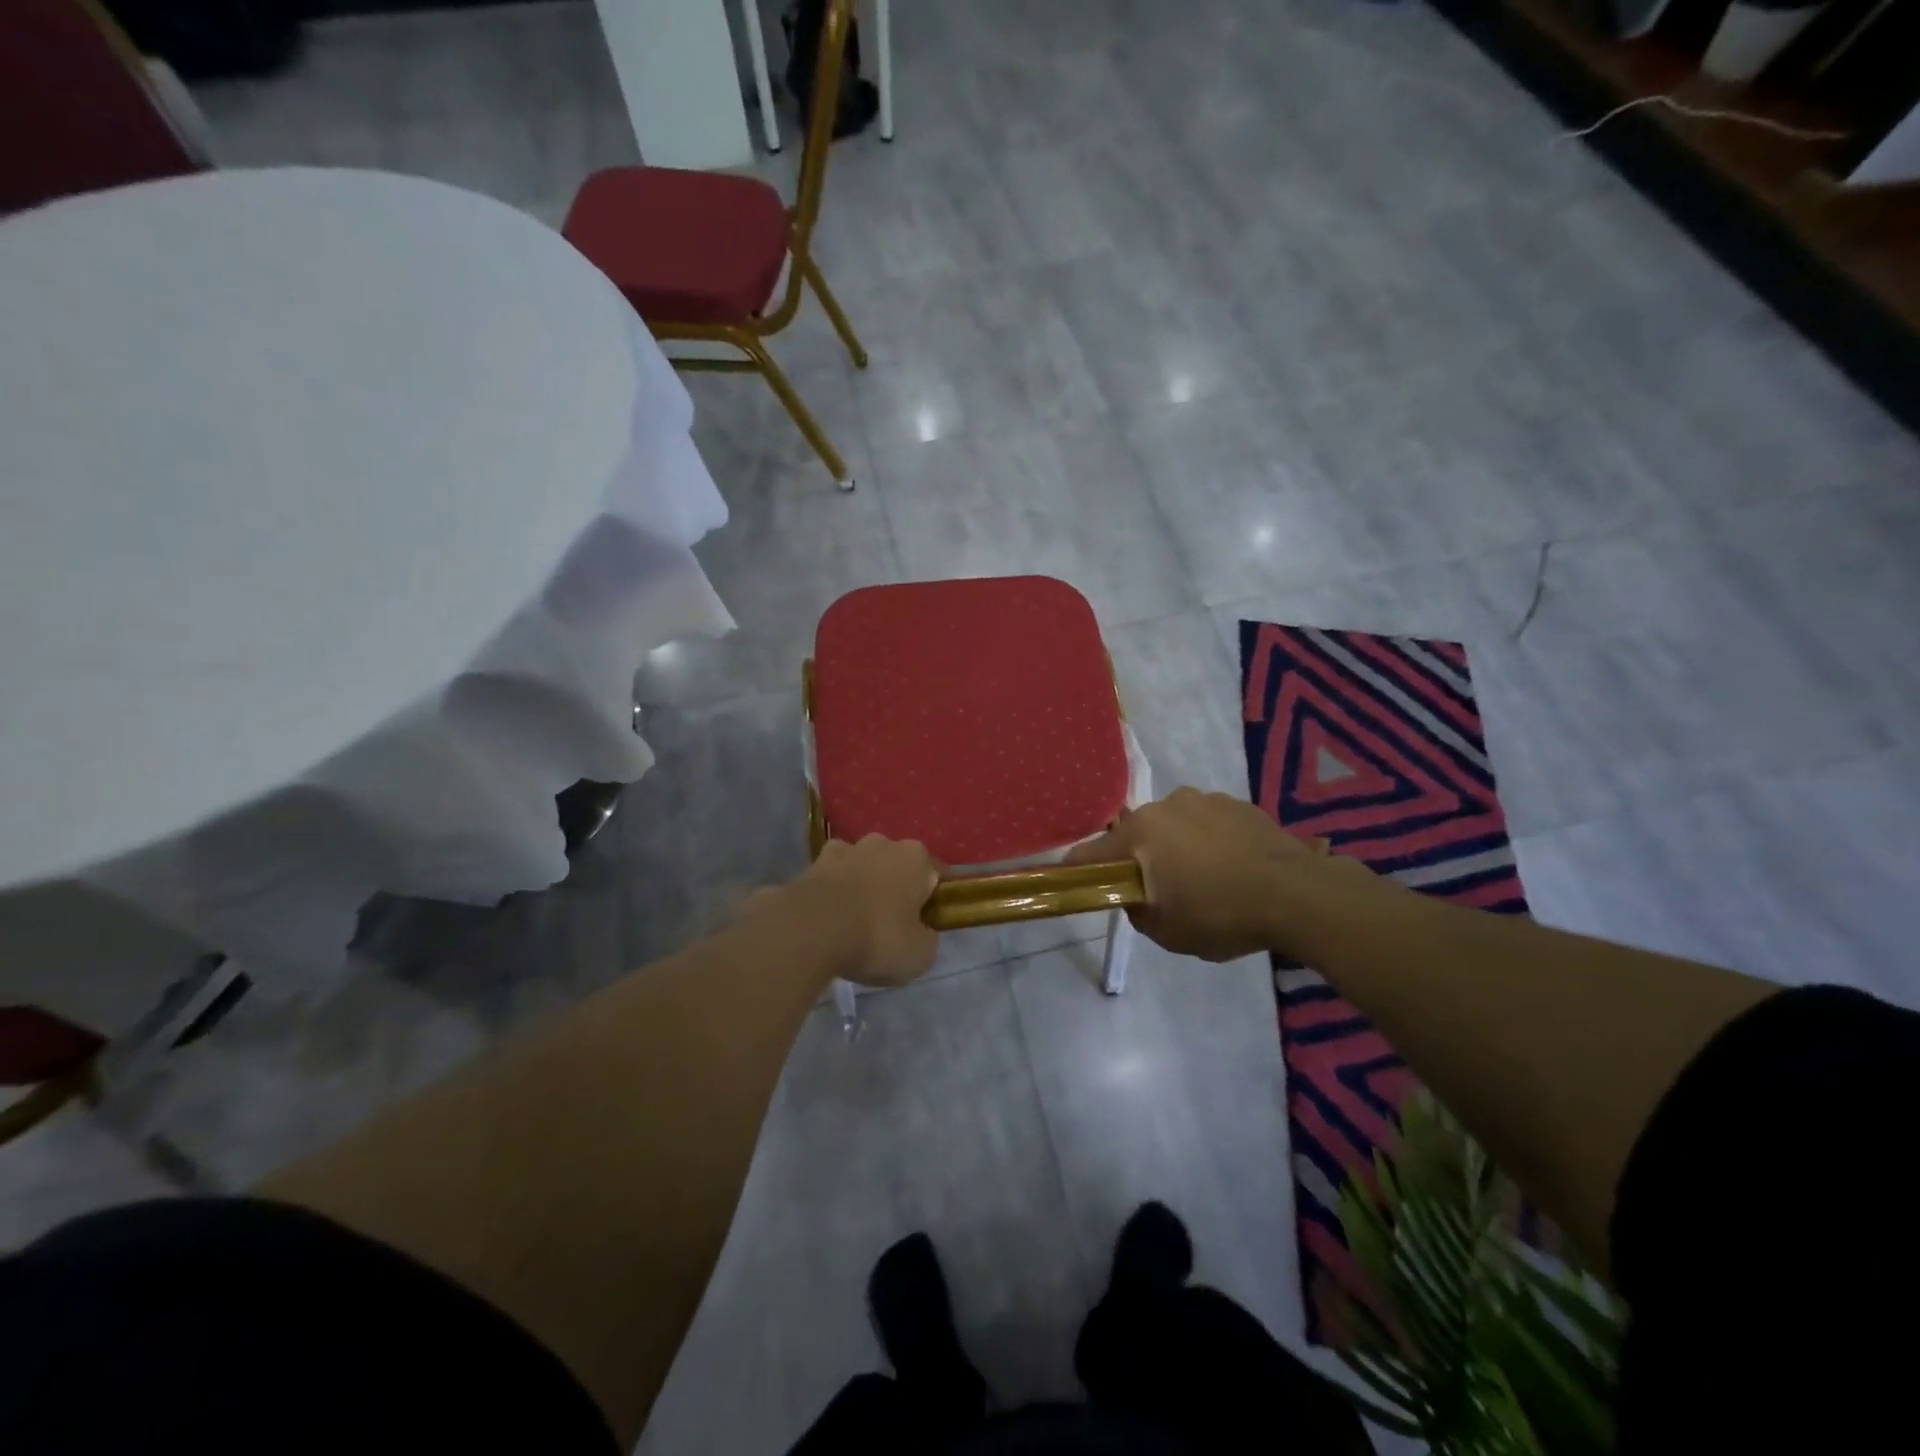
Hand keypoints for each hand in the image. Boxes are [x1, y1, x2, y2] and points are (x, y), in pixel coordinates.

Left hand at [768, 835, 941, 987]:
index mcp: (916, 857)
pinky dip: (832, 894)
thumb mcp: (920, 954)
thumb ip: (926, 937)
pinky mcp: (811, 863)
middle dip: (895, 889)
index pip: (935, 875)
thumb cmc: (877, 938)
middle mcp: (882, 843)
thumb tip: (919, 931)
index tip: (926, 925)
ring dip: (861, 887)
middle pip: (896, 867)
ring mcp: (843, 849)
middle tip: (890, 926)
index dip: (933, 901)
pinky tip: (827, 920)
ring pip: (861, 868)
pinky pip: (831, 879)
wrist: (810, 931)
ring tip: (854, 924)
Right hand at [1064, 788, 1368, 961]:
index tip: (1076, 883)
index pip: (1090, 852)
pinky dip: (1209, 842)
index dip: (1078, 870)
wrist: (1299, 895)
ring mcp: (1205, 800)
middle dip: (1140, 860)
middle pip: (1136, 835)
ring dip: (1177, 847)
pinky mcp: (1239, 803)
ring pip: (1174, 826)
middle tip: (1160, 891)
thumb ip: (1136, 909)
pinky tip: (1232, 868)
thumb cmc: (1221, 914)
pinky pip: (1208, 823)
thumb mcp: (1165, 931)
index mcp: (1140, 833)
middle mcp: (1166, 805)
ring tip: (1206, 879)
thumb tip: (1136, 895)